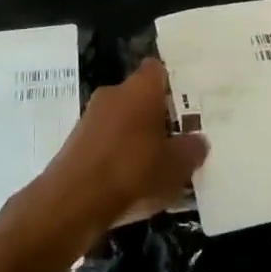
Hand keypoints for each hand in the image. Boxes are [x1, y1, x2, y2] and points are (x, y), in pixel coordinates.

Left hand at [10, 59, 206, 258]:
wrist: (72, 202)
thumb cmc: (132, 171)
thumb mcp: (177, 166)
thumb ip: (192, 149)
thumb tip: (198, 141)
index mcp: (141, 87)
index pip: (158, 69)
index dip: (172, 83)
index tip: (187, 102)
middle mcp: (114, 92)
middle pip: (140, 95)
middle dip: (156, 115)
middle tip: (177, 137)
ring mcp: (90, 117)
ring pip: (122, 119)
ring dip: (136, 136)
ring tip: (155, 166)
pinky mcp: (75, 142)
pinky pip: (105, 140)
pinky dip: (117, 155)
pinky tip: (129, 182)